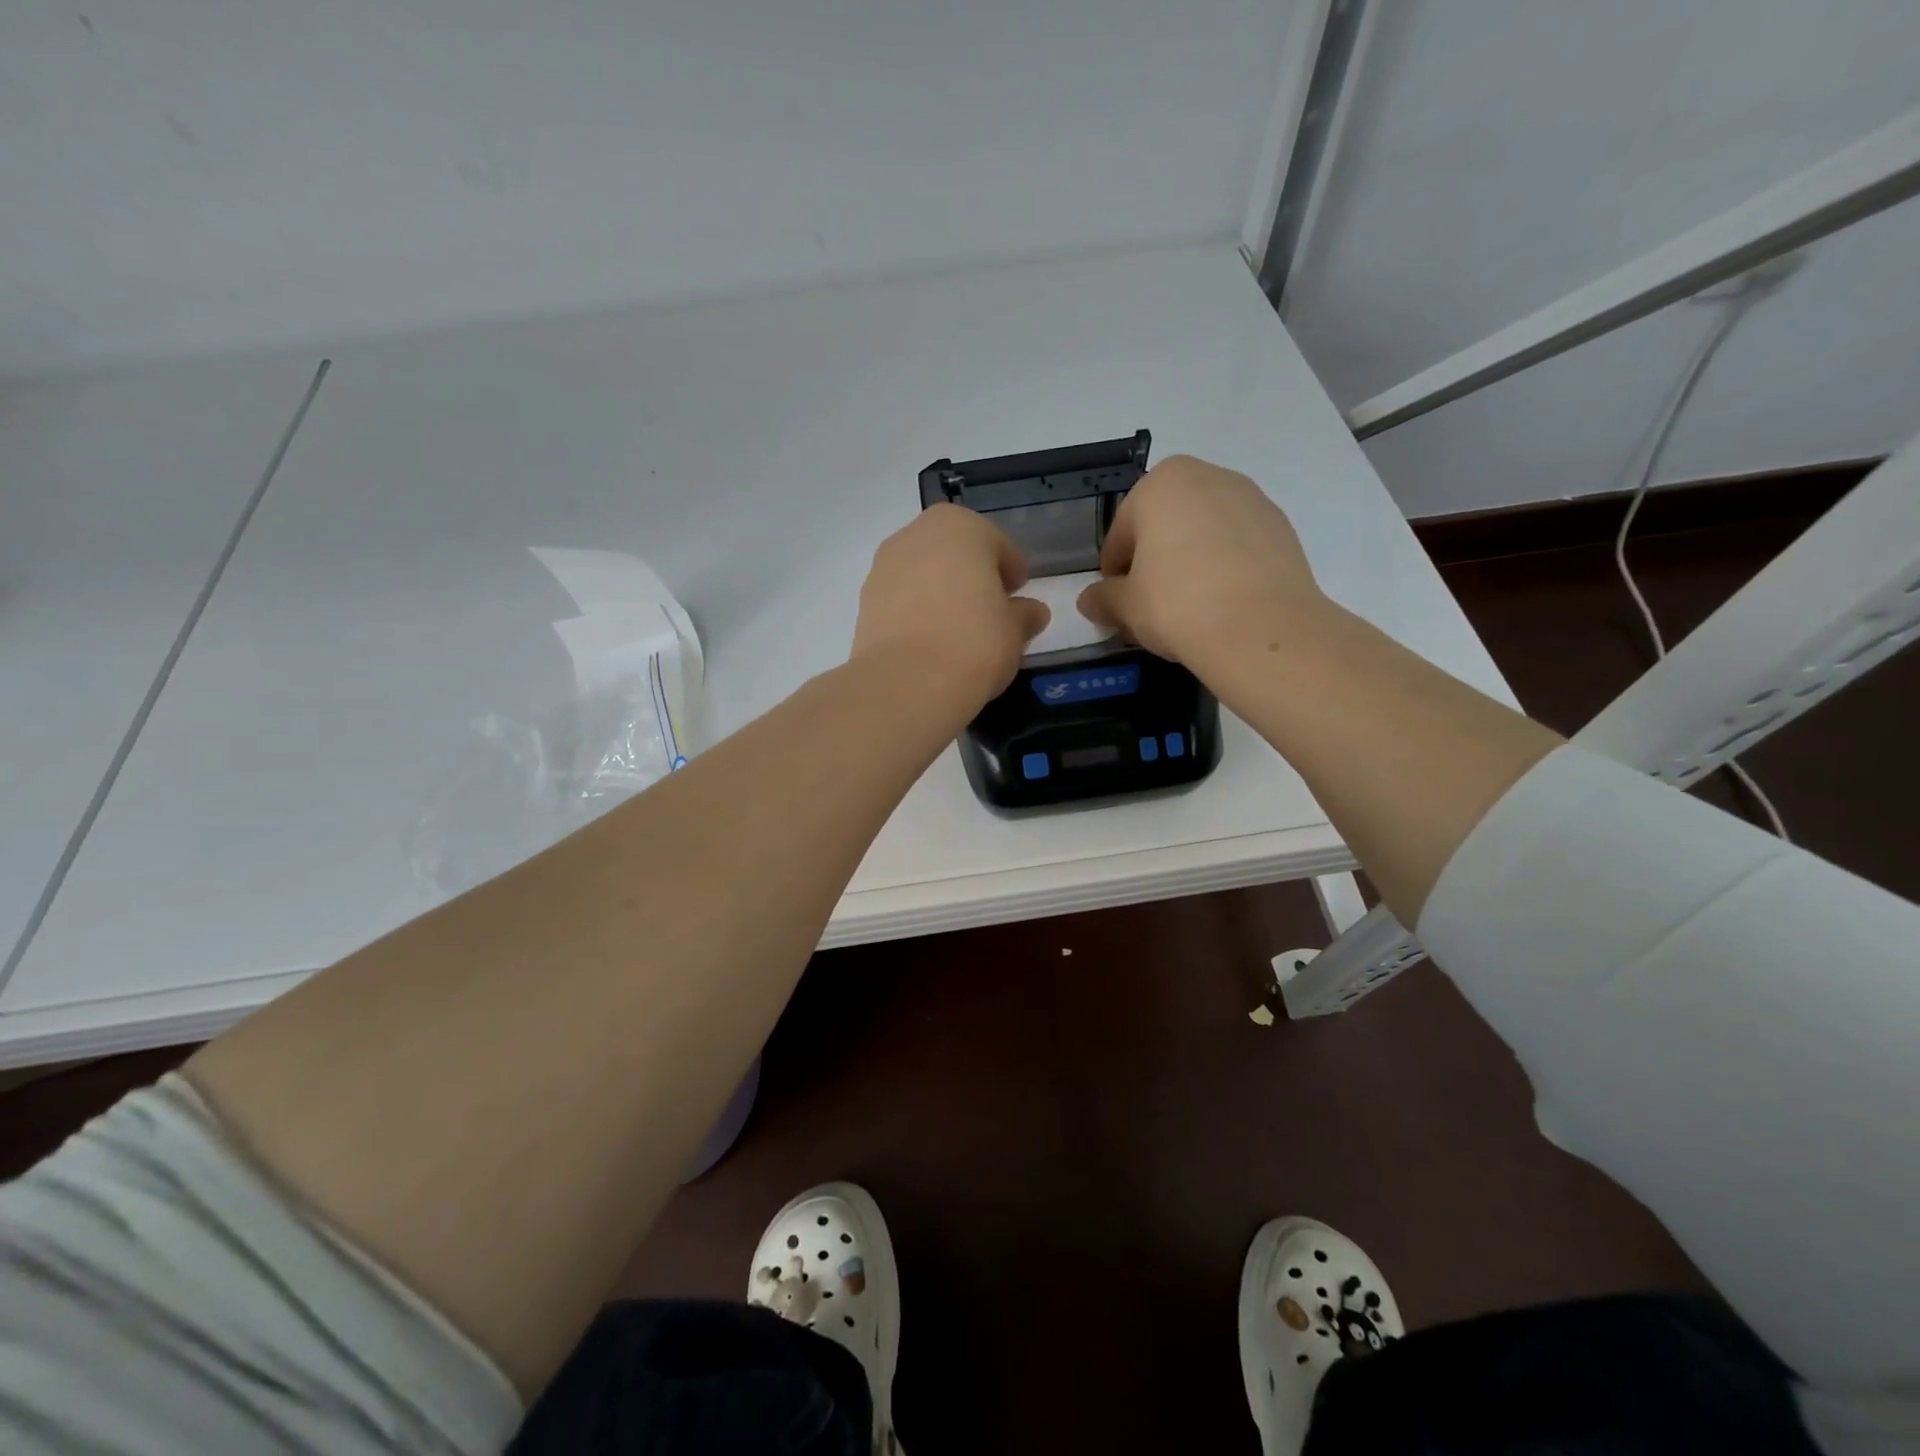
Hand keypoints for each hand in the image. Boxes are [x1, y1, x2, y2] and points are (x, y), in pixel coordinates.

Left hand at [851, 504, 1049, 708]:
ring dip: (941, 592)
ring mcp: (883, 566)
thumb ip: (1024, 615)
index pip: (997, 545)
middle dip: (972, 576)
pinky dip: (916, 612)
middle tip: (989, 609)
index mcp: (960, 527)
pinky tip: (930, 641)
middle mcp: (915, 535)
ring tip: (958, 629)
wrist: (906, 683)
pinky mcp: (864, 601)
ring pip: (923, 573)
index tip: (1019, 594)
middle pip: (954, 553)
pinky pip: (901, 599)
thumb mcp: (1014, 631)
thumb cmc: (974, 642)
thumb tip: (1031, 612)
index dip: (1012, 571)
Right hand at [1077, 455, 1324, 667]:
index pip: (1122, 532)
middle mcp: (1209, 477)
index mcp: (1162, 483)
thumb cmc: (1177, 604)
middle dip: (1153, 562)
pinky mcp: (1282, 530)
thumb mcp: (1125, 606)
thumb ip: (1103, 598)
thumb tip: (1090, 601)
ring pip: (1204, 534)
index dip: (1114, 571)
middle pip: (1166, 526)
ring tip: (1186, 610)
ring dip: (1189, 564)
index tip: (1116, 601)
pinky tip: (1220, 606)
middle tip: (1148, 607)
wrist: (1260, 629)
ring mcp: (1252, 500)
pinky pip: (1238, 548)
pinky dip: (1224, 570)